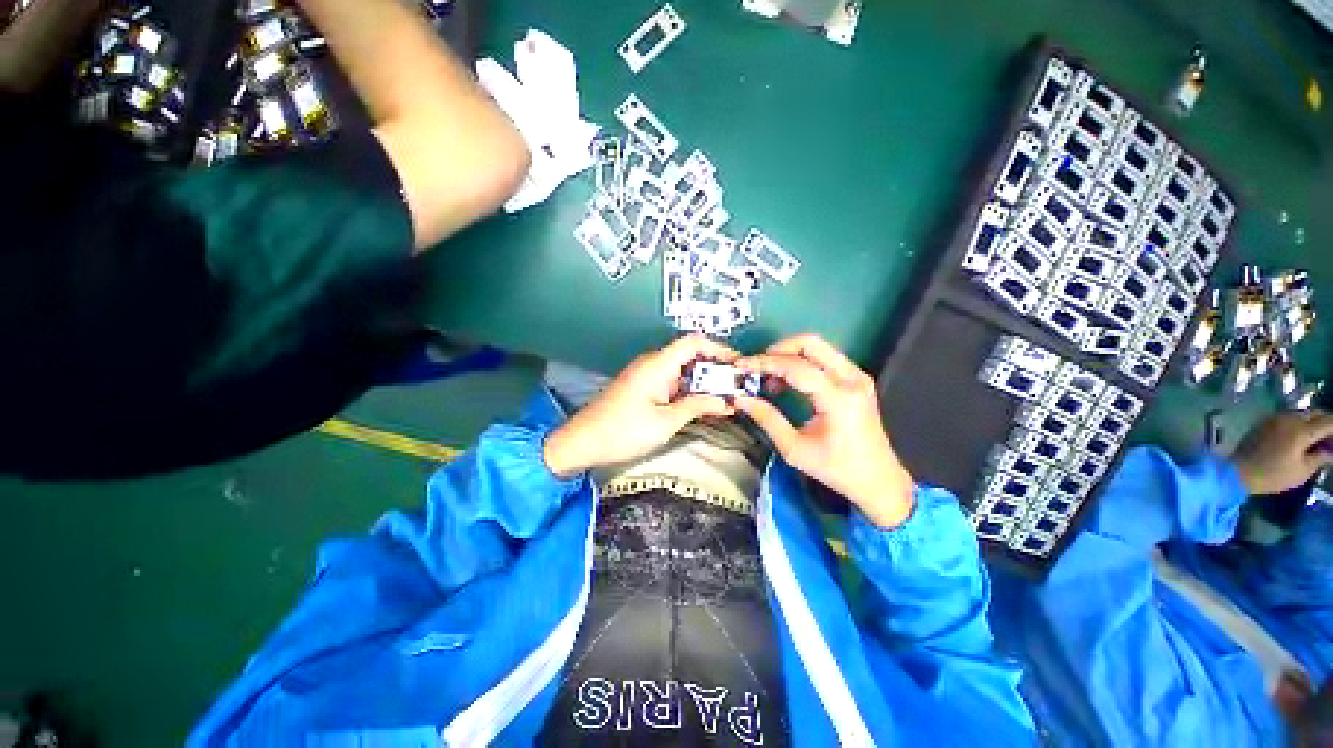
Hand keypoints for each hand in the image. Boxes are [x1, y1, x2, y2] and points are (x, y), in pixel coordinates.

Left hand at [543, 335, 738, 477]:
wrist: (584, 441)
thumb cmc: (625, 431)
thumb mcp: (666, 422)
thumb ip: (697, 407)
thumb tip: (726, 402)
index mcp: (658, 364)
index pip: (693, 341)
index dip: (718, 348)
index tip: (737, 364)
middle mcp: (652, 362)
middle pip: (689, 353)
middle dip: (714, 366)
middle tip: (735, 385)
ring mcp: (646, 374)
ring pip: (681, 368)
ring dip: (701, 380)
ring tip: (723, 396)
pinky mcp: (642, 386)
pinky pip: (671, 380)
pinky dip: (687, 388)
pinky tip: (699, 403)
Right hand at [733, 334, 913, 527]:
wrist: (877, 480)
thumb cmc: (836, 469)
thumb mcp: (794, 449)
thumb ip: (767, 419)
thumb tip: (741, 399)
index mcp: (838, 399)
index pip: (795, 367)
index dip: (764, 363)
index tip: (741, 366)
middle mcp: (852, 379)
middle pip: (810, 343)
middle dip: (778, 349)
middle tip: (756, 366)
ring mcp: (858, 376)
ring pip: (818, 346)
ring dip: (789, 355)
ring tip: (769, 377)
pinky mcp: (857, 379)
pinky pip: (825, 357)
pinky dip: (802, 362)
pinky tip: (787, 381)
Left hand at [1231, 410, 1332, 494]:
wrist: (1238, 471)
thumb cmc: (1272, 475)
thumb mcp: (1302, 471)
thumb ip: (1320, 457)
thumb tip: (1330, 451)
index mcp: (1301, 430)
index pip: (1328, 421)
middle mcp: (1288, 418)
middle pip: (1315, 414)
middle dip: (1326, 425)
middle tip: (1328, 442)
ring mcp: (1275, 417)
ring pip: (1302, 414)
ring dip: (1312, 423)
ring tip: (1316, 441)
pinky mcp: (1265, 421)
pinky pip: (1288, 417)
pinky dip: (1299, 424)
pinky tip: (1300, 439)